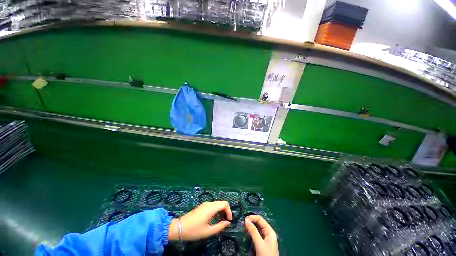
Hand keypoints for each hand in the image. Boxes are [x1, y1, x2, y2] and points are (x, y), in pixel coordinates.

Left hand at [168, 201, 231, 240]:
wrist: (179, 227)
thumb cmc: (194, 230)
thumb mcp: (208, 231)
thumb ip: (220, 226)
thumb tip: (228, 223)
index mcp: (211, 208)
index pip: (225, 204)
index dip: (229, 211)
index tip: (229, 221)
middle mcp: (209, 203)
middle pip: (221, 202)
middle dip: (226, 211)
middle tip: (226, 221)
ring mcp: (205, 204)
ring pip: (217, 204)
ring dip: (221, 210)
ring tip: (221, 220)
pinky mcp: (202, 206)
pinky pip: (212, 205)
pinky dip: (216, 210)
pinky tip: (214, 218)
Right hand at [245, 215, 277, 255]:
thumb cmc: (266, 255)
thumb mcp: (259, 244)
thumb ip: (253, 231)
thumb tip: (246, 220)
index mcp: (270, 231)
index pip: (260, 219)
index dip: (252, 217)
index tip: (244, 220)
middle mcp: (268, 233)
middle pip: (258, 223)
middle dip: (251, 221)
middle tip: (242, 224)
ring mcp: (265, 238)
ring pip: (256, 228)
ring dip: (250, 226)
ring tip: (243, 227)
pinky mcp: (262, 243)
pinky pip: (256, 234)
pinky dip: (251, 232)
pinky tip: (246, 233)